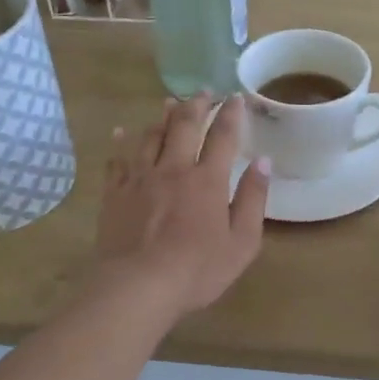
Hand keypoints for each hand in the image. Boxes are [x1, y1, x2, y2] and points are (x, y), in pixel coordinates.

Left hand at [95, 93, 269, 318]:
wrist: (137, 287)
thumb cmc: (197, 270)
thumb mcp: (242, 242)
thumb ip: (254, 199)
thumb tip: (263, 162)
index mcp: (208, 180)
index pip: (223, 137)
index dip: (231, 114)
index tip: (235, 97)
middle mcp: (174, 169)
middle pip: (184, 126)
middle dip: (196, 105)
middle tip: (203, 92)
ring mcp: (140, 179)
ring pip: (150, 137)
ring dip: (162, 117)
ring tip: (168, 103)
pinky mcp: (115, 194)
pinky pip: (117, 160)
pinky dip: (120, 142)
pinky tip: (121, 132)